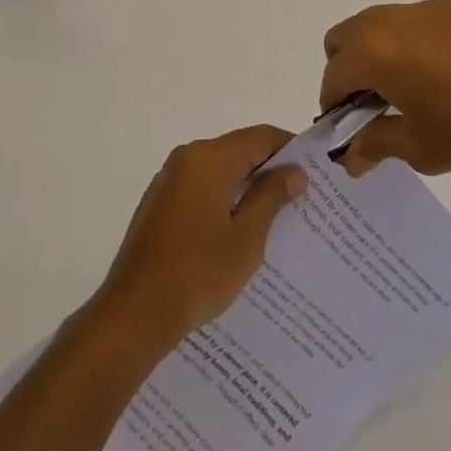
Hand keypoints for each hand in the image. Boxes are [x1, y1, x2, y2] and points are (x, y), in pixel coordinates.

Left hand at [89, 125, 306, 357]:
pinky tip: (240, 231)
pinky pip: (202, 190)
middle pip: (238, 151)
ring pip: (220, 172)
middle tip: (302, 196)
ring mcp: (169, 181)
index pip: (259, 136)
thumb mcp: (246, 237)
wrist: (135, 313)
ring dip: (247, 187)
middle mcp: (186, 159)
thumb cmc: (197, 272)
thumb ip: (272, 196)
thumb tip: (294, 171)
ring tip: (278, 216)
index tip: (315, 169)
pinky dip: (224, 200)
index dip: (289, 148)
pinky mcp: (160, 205)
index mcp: (208, 158)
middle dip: (270, 170)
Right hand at [319, 0, 450, 176]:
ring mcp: (424, 8)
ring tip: (413, 87)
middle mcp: (389, 20)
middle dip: (347, 70)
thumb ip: (375, 146)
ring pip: (380, 24)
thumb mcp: (420, 147)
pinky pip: (418, 21)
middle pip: (344, 38)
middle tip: (374, 103)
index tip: (350, 129)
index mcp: (372, 52)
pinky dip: (416, 42)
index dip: (334, 106)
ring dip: (380, 52)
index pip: (333, 76)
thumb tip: (350, 157)